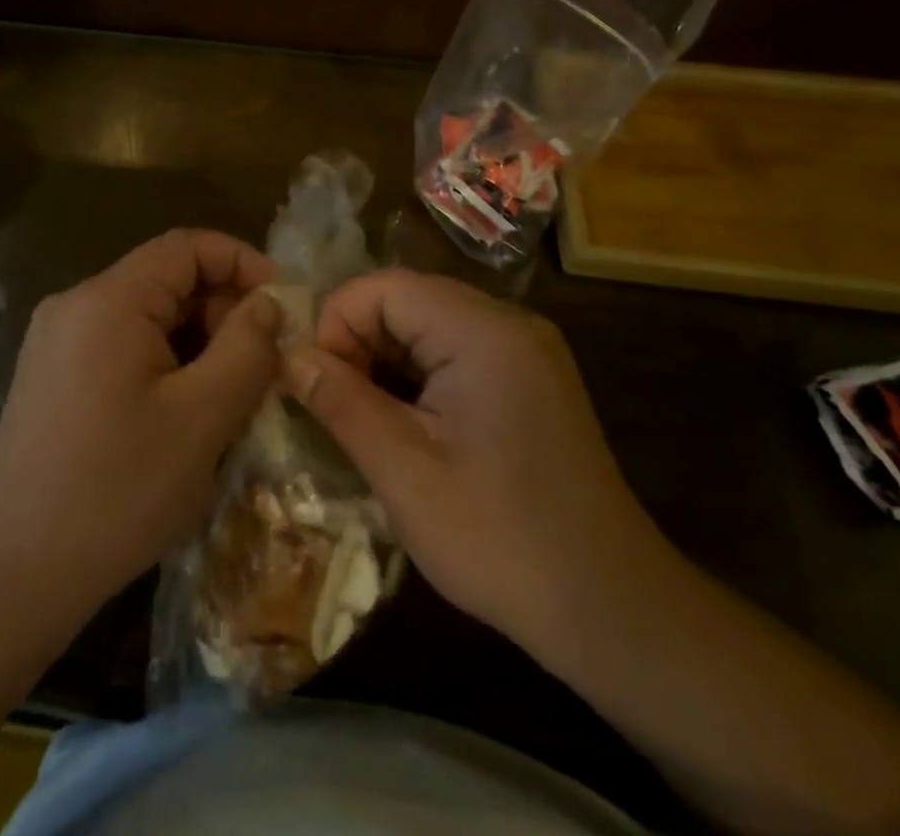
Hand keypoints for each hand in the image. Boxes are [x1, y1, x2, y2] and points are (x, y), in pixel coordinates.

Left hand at [0, 229, 281, 624]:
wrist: (12, 574)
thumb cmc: (116, 491)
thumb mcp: (201, 417)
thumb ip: (246, 348)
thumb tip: (268, 303)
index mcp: (108, 299)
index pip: (186, 247)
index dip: (242, 262)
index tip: (283, 305)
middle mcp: (75, 305)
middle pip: (166, 280)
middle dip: (222, 310)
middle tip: (263, 364)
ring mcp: (57, 341)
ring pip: (147, 317)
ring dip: (197, 342)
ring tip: (232, 395)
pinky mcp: (52, 376)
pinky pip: (122, 347)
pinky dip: (165, 364)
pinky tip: (186, 414)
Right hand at [286, 269, 672, 651]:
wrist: (612, 612)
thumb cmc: (500, 540)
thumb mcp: (403, 470)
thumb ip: (340, 400)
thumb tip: (288, 353)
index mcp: (483, 331)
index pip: (383, 287)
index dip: (336, 324)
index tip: (315, 383)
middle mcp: (509, 324)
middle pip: (406, 300)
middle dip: (357, 342)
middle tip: (333, 404)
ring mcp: (526, 351)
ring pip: (428, 325)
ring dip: (384, 361)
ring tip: (362, 418)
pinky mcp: (530, 380)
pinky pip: (456, 352)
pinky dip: (418, 376)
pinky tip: (405, 425)